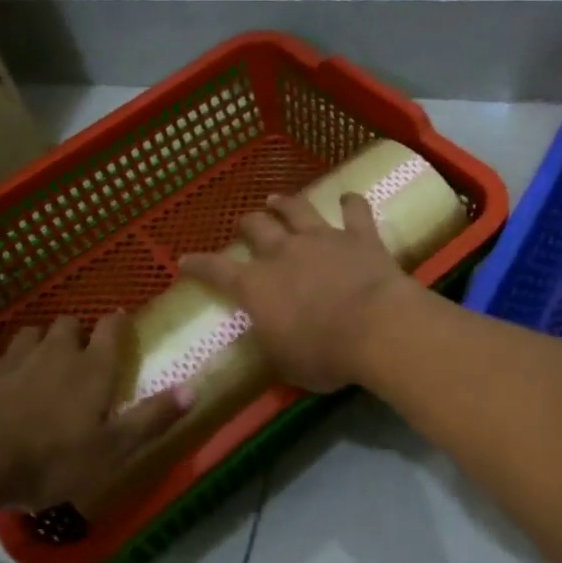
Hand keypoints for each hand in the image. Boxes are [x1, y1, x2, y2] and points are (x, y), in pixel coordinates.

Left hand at [0, 313, 191, 510]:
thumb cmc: (50, 459)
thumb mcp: (111, 450)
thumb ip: (152, 418)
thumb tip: (194, 389)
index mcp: (92, 369)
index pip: (113, 330)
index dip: (118, 325)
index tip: (120, 325)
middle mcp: (55, 351)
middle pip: (70, 324)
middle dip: (76, 334)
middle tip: (78, 355)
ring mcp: (11, 356)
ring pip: (29, 332)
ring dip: (36, 340)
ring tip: (37, 359)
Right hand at [178, 192, 419, 392]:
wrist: (377, 328)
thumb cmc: (325, 355)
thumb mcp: (286, 363)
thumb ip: (274, 343)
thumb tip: (271, 336)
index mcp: (257, 286)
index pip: (216, 271)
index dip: (198, 265)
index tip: (184, 260)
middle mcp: (283, 253)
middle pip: (256, 227)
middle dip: (246, 224)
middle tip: (244, 224)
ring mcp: (322, 239)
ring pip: (297, 209)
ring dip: (285, 203)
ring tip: (276, 199)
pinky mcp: (359, 236)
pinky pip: (354, 211)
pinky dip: (351, 203)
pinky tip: (349, 198)